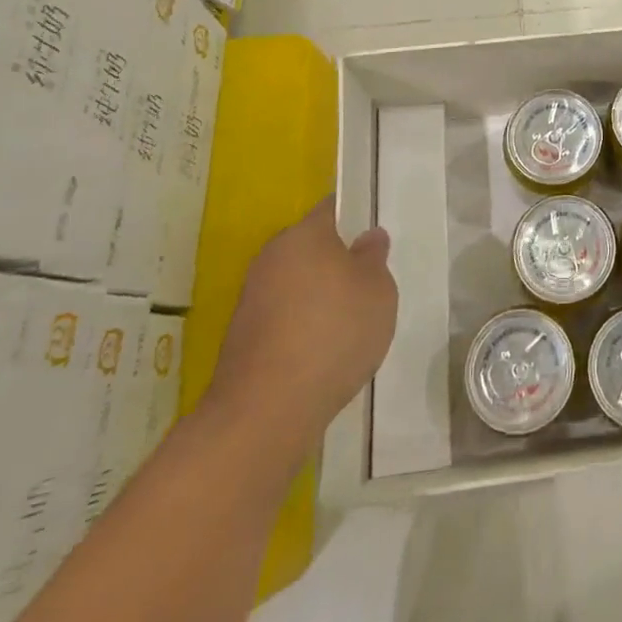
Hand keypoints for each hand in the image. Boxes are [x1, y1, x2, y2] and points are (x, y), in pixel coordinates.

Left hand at [202, 199, 397, 469]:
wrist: (265, 412)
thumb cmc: (333, 334)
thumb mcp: (378, 291)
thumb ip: (374, 259)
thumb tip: (367, 238)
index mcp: (303, 235)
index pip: (332, 209)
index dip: (355, 217)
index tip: (374, 237)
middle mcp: (271, 258)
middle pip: (312, 248)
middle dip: (338, 263)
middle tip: (369, 286)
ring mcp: (252, 300)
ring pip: (297, 285)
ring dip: (319, 298)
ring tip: (350, 327)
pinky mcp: (243, 339)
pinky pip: (284, 319)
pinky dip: (303, 329)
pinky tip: (323, 355)